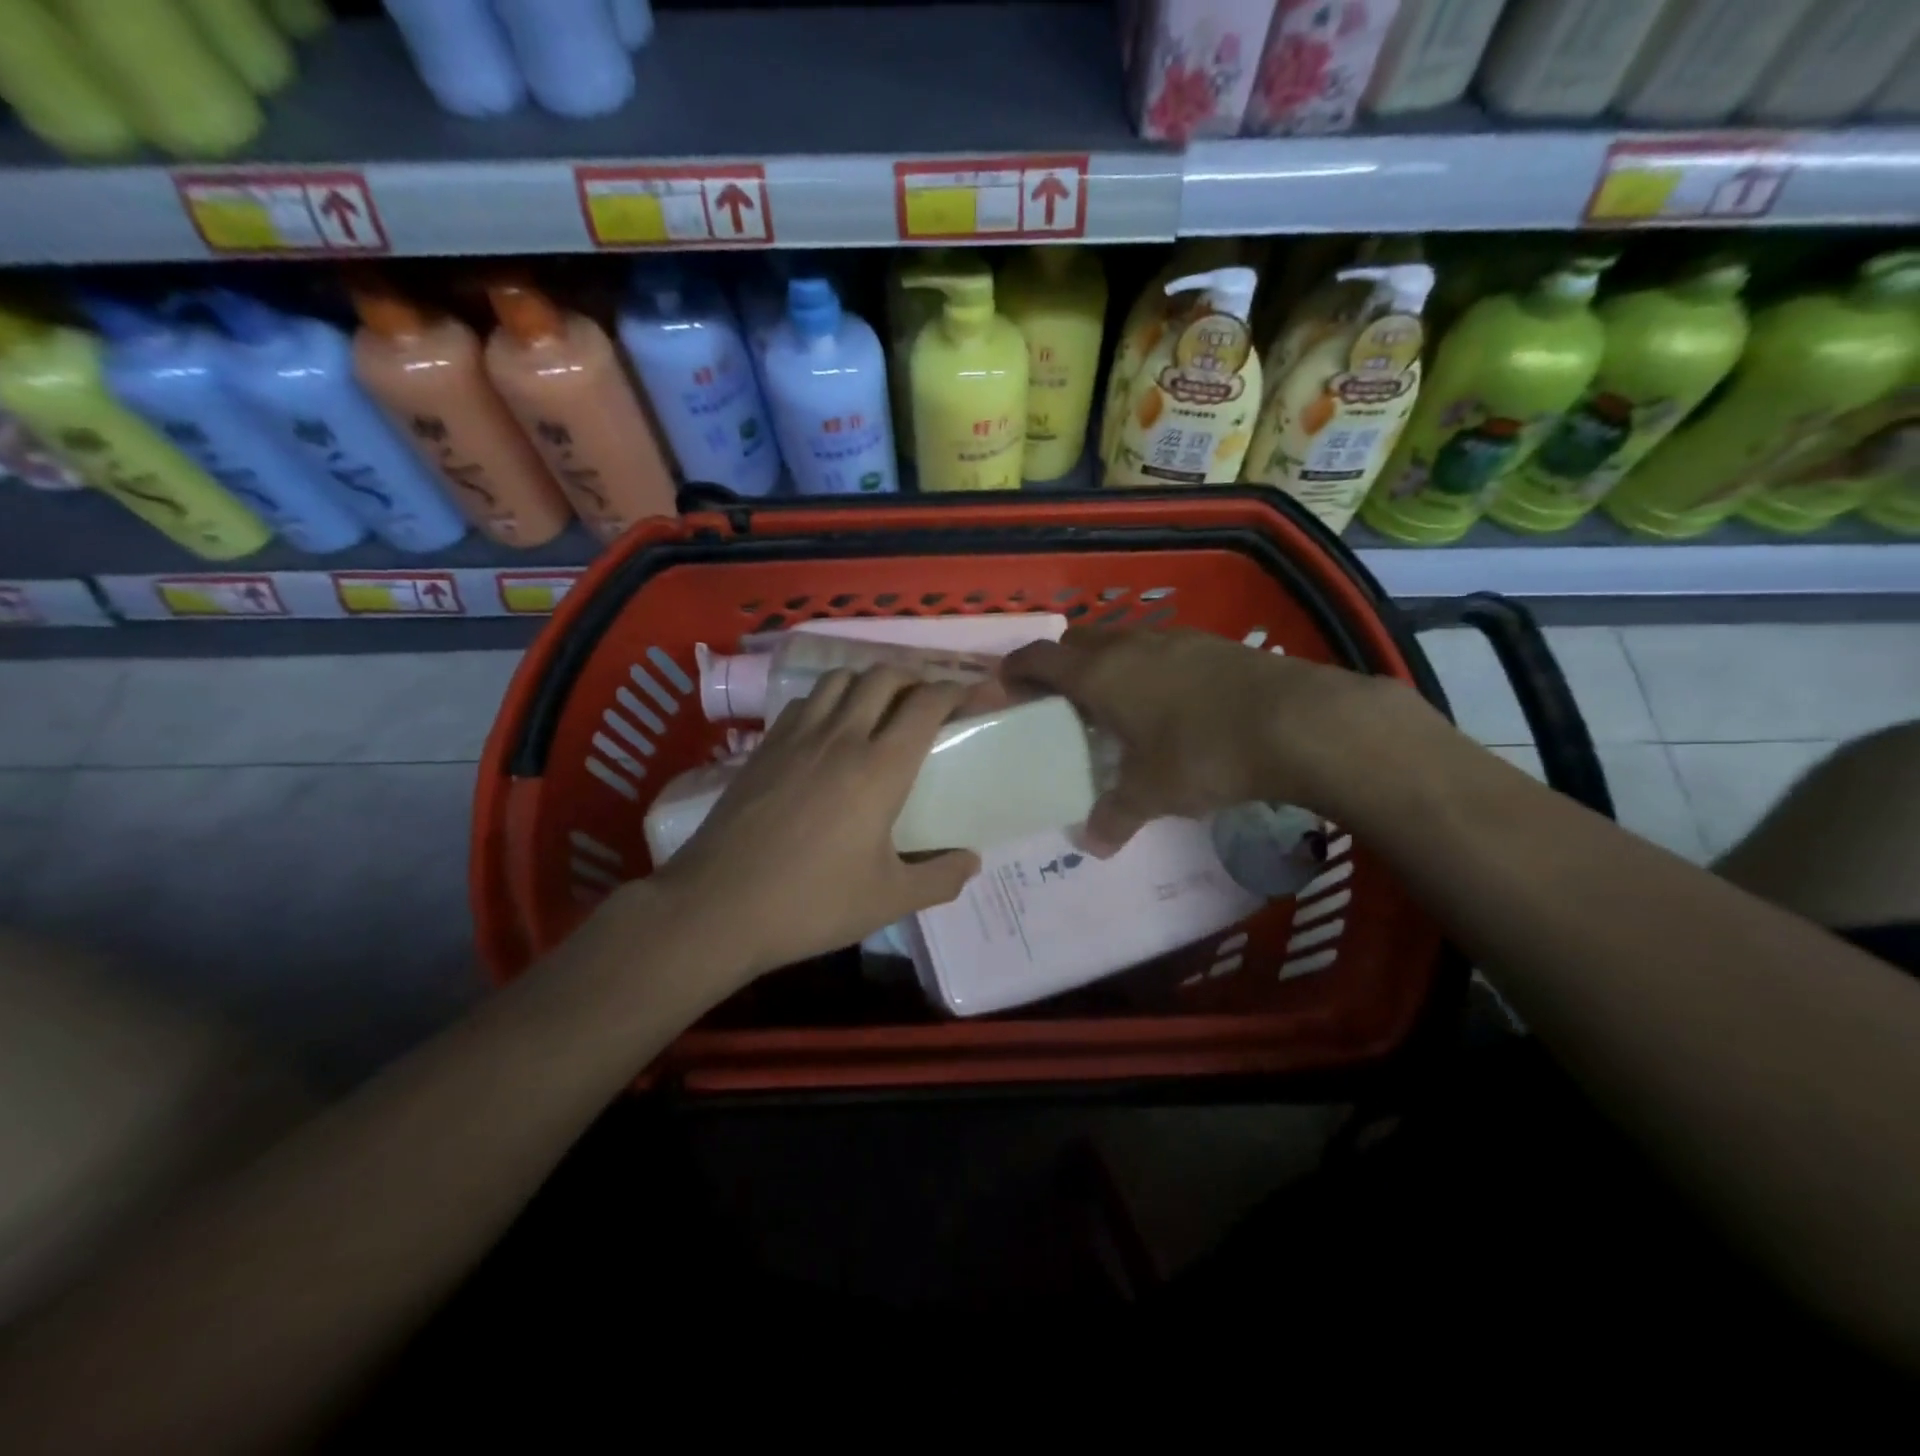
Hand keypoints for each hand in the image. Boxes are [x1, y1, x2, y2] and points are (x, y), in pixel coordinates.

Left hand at [647, 668, 980, 983]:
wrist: (717, 907)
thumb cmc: (811, 903)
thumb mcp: (889, 900)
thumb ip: (940, 878)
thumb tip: (972, 861)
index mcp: (880, 768)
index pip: (926, 703)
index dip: (955, 691)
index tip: (970, 697)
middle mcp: (841, 737)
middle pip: (883, 676)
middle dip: (915, 678)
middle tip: (928, 703)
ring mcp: (797, 736)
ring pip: (840, 678)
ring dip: (869, 681)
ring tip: (881, 707)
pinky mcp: (765, 746)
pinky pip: (806, 701)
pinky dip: (830, 699)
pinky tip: (831, 729)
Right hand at [1003, 627, 1417, 852]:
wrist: (1297, 721)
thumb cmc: (1203, 753)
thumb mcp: (1152, 793)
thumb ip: (1115, 816)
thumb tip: (1093, 845)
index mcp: (1100, 674)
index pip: (1040, 658)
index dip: (1017, 669)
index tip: (1005, 685)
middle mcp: (1130, 645)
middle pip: (1078, 640)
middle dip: (1062, 664)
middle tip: (1062, 701)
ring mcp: (1175, 638)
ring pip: (1123, 640)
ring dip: (1108, 664)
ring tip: (1116, 704)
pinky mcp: (1213, 644)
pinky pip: (1162, 648)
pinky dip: (1149, 667)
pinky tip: (1170, 702)